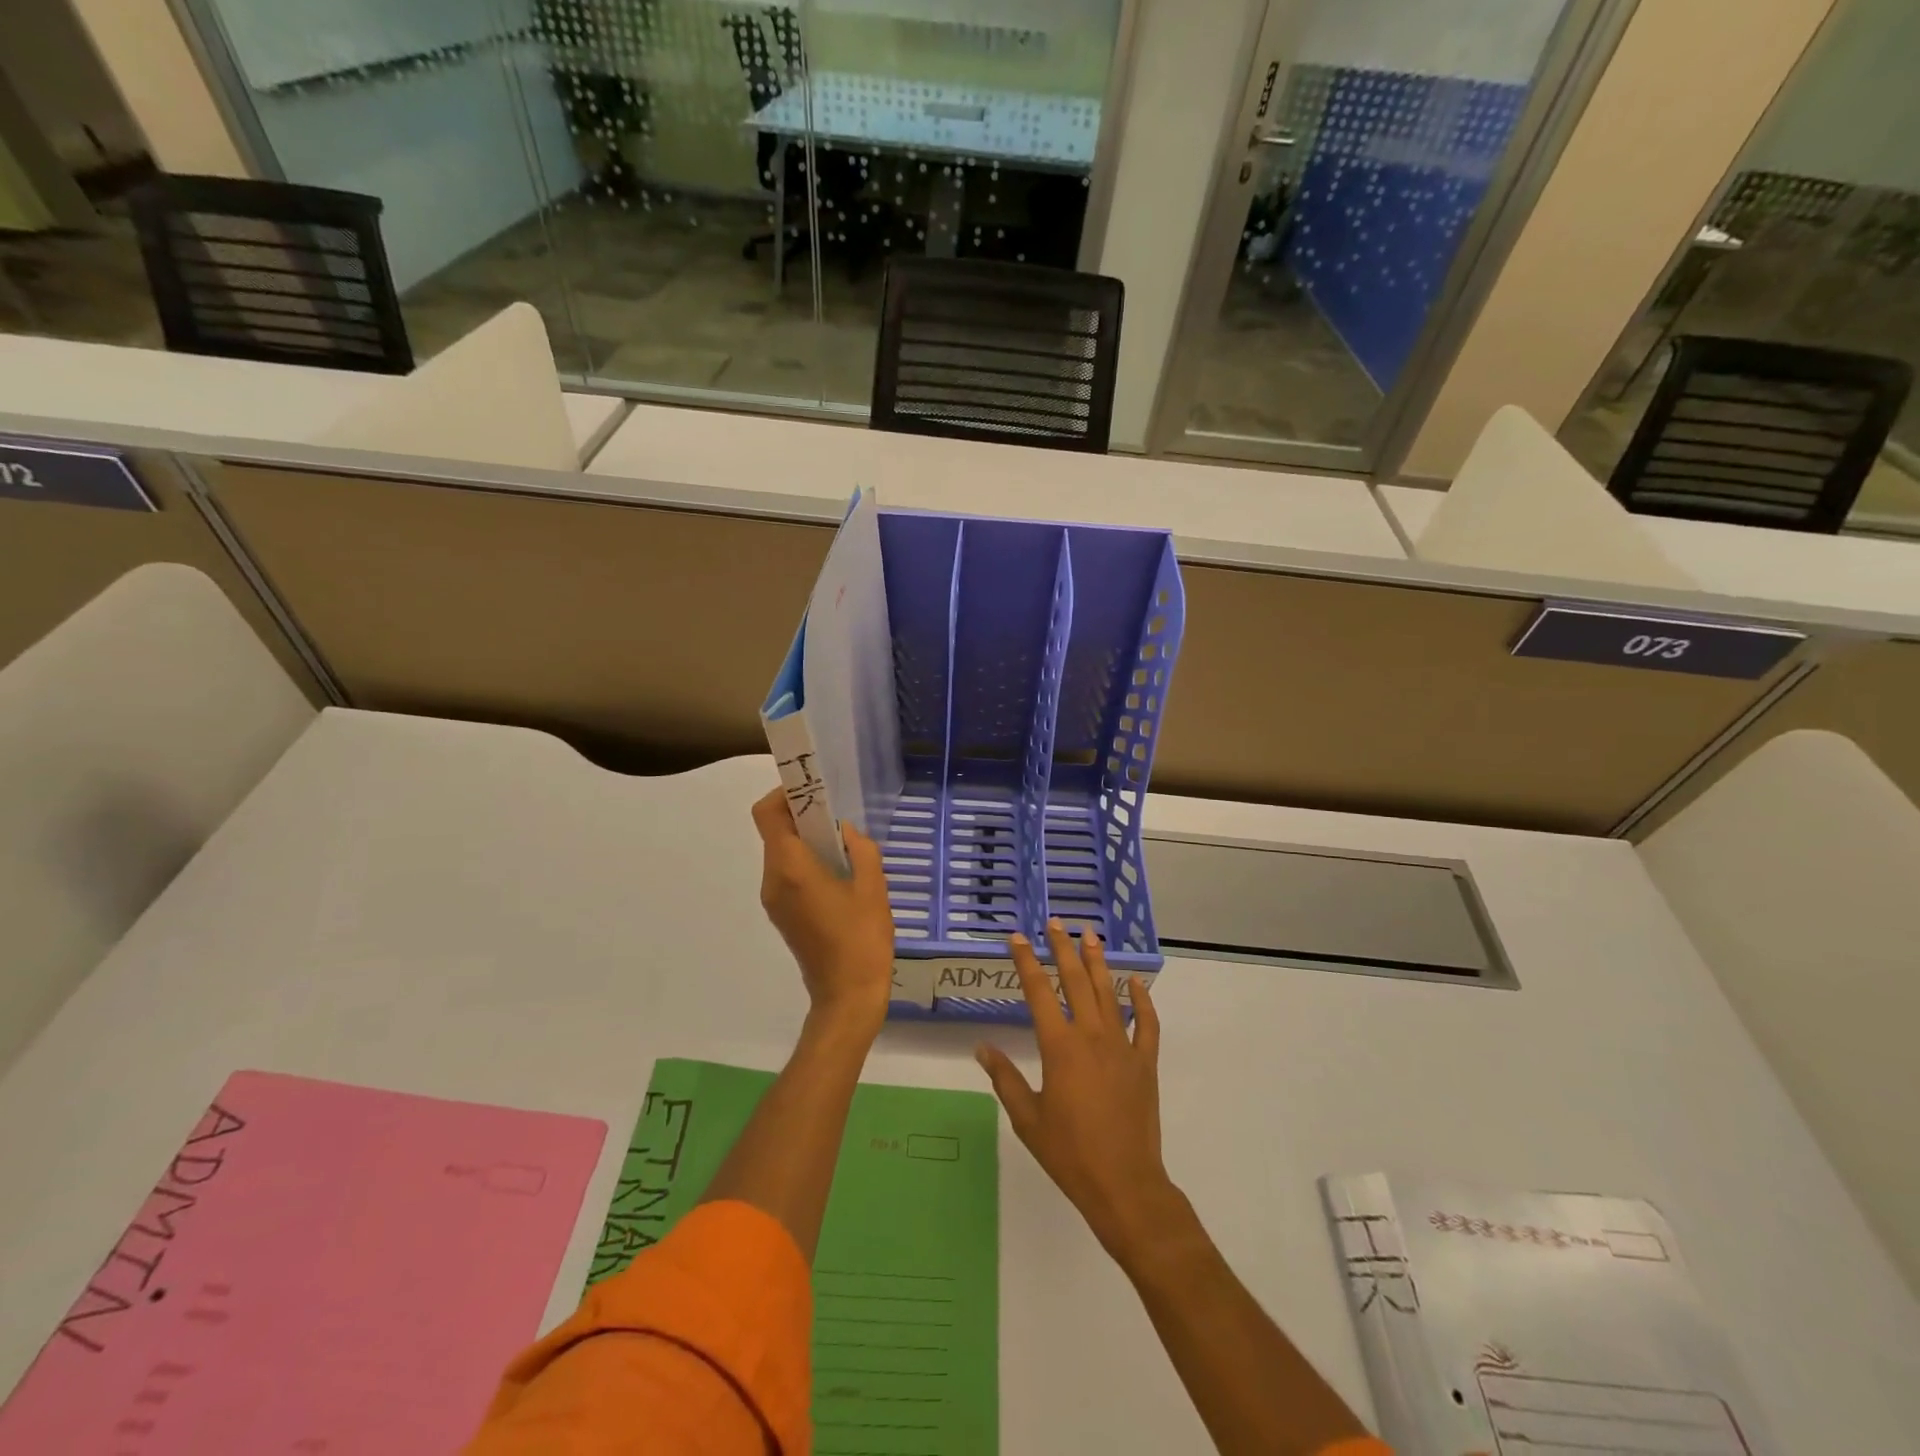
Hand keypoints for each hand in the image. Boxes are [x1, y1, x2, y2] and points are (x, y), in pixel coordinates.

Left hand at [752, 787, 895, 1039]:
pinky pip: (787, 875)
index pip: (767, 814)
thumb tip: (845, 832)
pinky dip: (805, 862)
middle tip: (836, 815)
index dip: (784, 794)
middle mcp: (773, 880)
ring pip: (781, 854)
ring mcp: (774, 900)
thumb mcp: (873, 888)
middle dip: (801, 816)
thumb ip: (860, 849)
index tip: (813, 790)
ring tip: (843, 846)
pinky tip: (838, 874)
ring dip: (805, 841)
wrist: (847, 996)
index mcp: (791, 868)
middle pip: (774, 832)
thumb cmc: (862, 939)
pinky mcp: (782, 915)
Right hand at [975, 920, 1181, 1270]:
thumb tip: (982, 1048)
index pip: (1038, 991)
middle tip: (1056, 923)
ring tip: (1090, 935)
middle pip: (1074, 981)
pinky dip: (1142, 1001)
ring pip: (1108, 993)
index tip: (1017, 938)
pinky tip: (1135, 983)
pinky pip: (1146, 1024)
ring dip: (1097, 962)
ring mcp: (1122, 1046)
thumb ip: (1005, 1078)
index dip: (1026, 961)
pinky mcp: (1145, 1062)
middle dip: (1063, 948)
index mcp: (1059, 1046)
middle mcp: (1091, 1035)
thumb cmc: (1069, 1153)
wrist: (1124, 1184)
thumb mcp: (1027, 1118)